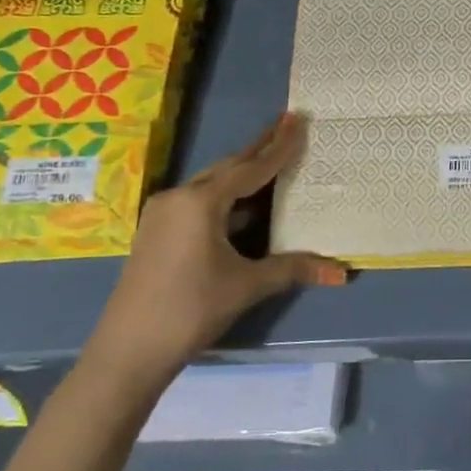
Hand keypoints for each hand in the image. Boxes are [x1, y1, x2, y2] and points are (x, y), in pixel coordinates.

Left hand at [81, 112, 346, 391]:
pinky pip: (199, 200)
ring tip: (270, 156)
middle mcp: (179, 197)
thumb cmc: (191, 309)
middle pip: (228, 167)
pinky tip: (243, 201)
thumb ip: (293, 269)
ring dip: (242, 172)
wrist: (128, 350)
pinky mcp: (157, 232)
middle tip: (286, 124)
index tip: (297, 120)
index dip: (279, 147)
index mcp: (200, 202)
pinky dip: (226, 194)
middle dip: (259, 148)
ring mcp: (163, 214)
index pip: (251, 168)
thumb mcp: (246, 285)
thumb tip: (342, 272)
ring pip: (212, 183)